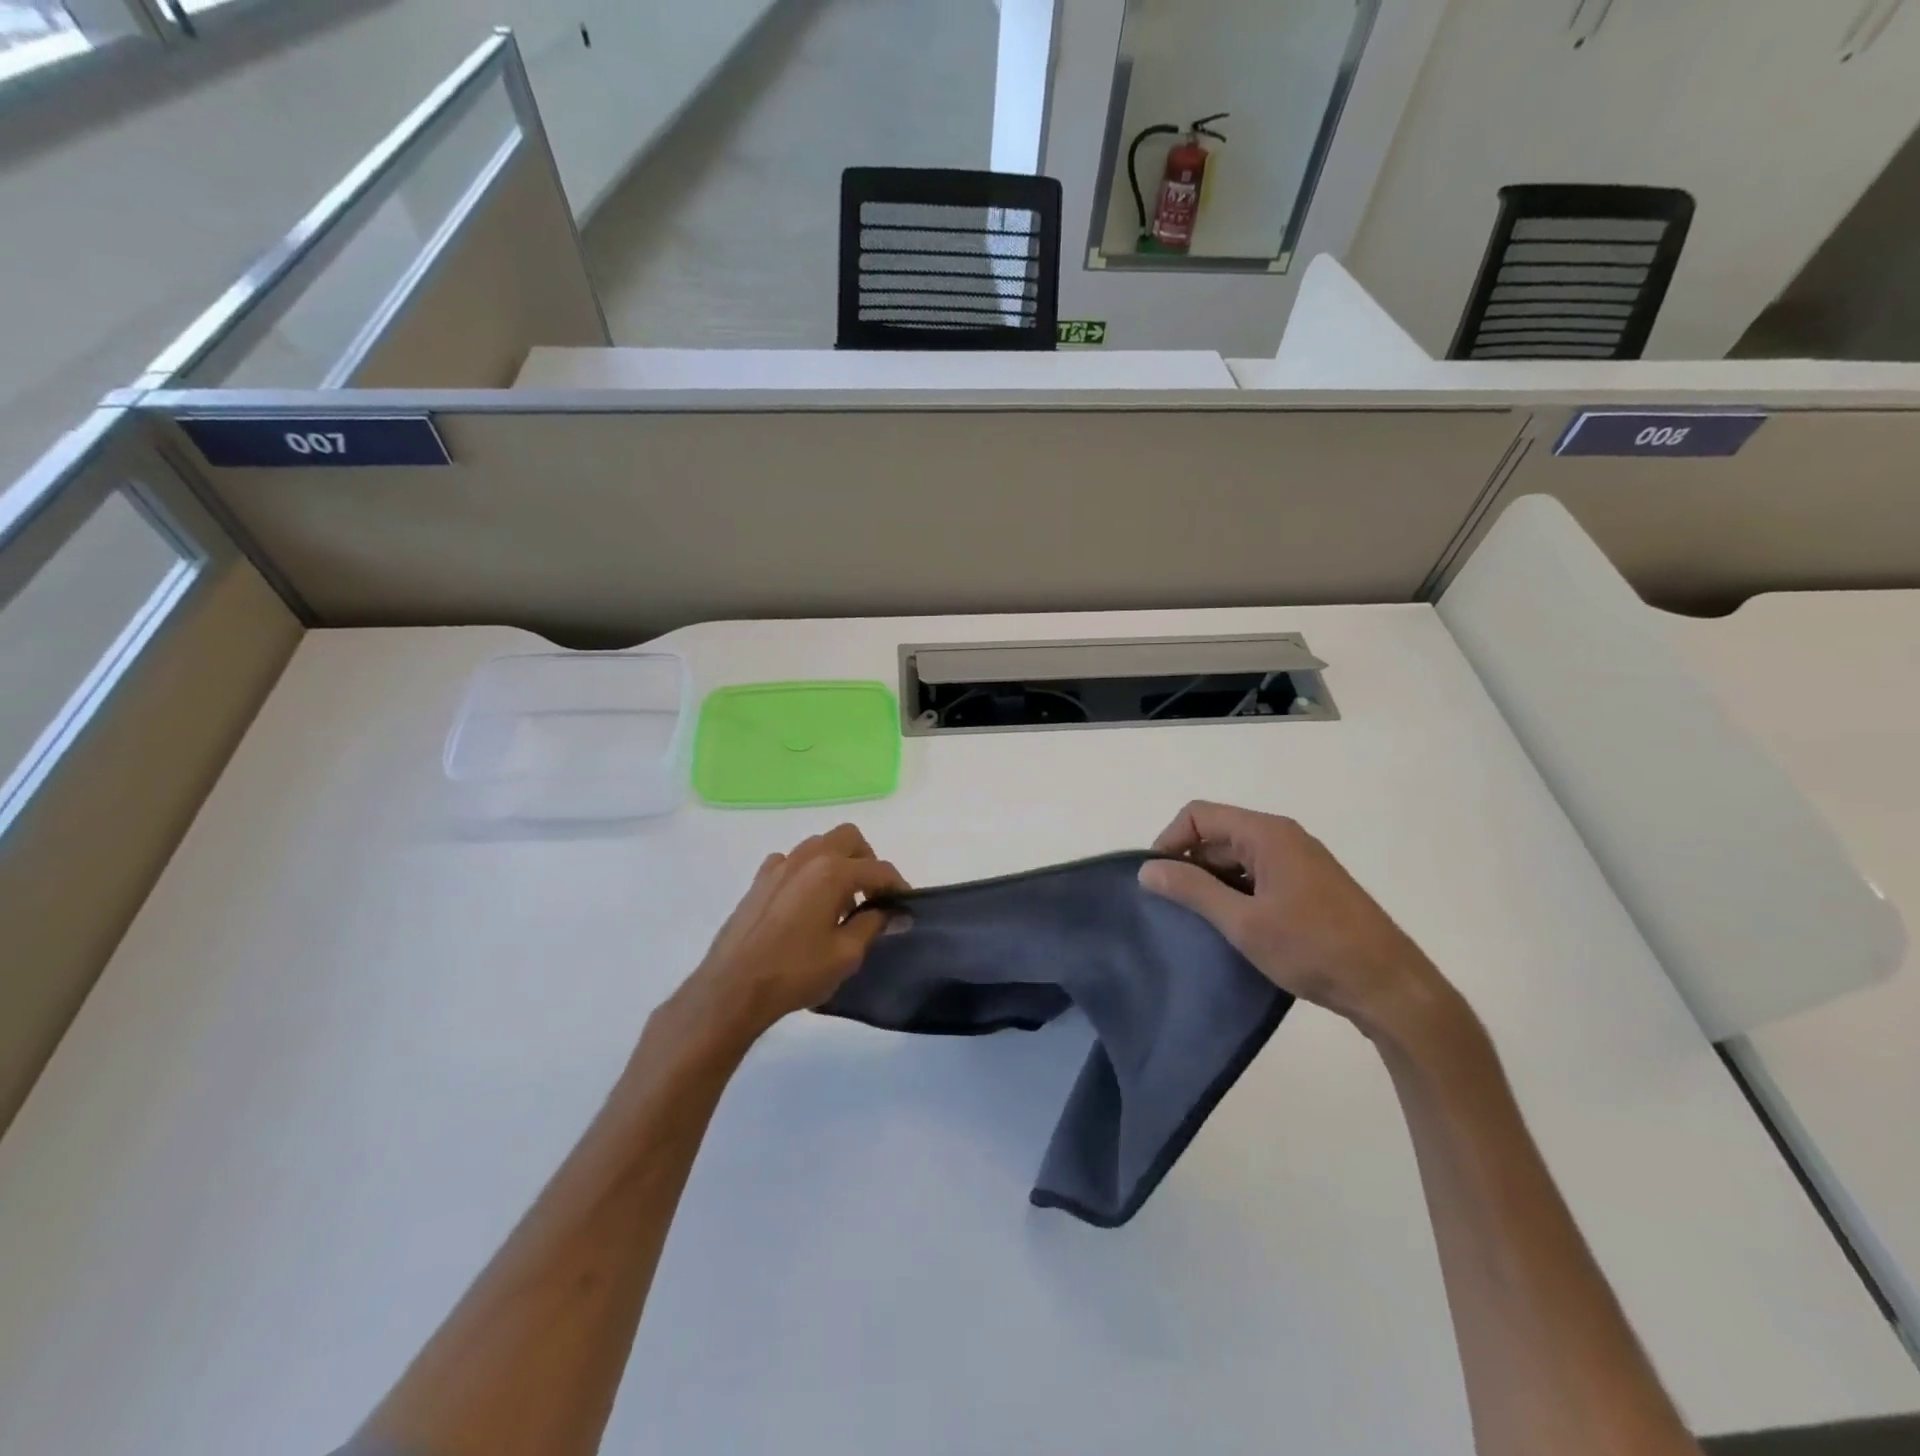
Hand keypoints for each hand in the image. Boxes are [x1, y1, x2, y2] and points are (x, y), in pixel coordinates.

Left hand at [671, 824, 908, 1043]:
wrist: (732, 988)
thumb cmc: (795, 972)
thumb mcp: (846, 954)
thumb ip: (874, 925)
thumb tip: (895, 912)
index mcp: (832, 872)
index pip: (878, 869)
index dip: (898, 886)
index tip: (905, 907)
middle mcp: (807, 858)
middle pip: (849, 838)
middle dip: (867, 861)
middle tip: (871, 895)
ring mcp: (779, 866)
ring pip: (819, 845)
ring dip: (837, 863)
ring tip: (839, 903)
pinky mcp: (759, 881)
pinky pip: (791, 861)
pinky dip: (806, 872)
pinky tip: (805, 903)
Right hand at [1139, 801, 1445, 1036]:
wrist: (1390, 987)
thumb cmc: (1313, 948)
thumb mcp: (1243, 922)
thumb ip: (1192, 890)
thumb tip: (1147, 869)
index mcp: (1267, 833)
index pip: (1198, 815)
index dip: (1169, 841)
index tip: (1158, 881)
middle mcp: (1283, 837)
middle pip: (1217, 834)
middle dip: (1189, 864)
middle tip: (1176, 909)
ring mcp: (1299, 861)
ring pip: (1236, 858)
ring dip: (1213, 883)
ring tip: (1202, 923)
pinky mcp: (1308, 886)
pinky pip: (1257, 875)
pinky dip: (1237, 893)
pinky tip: (1234, 927)